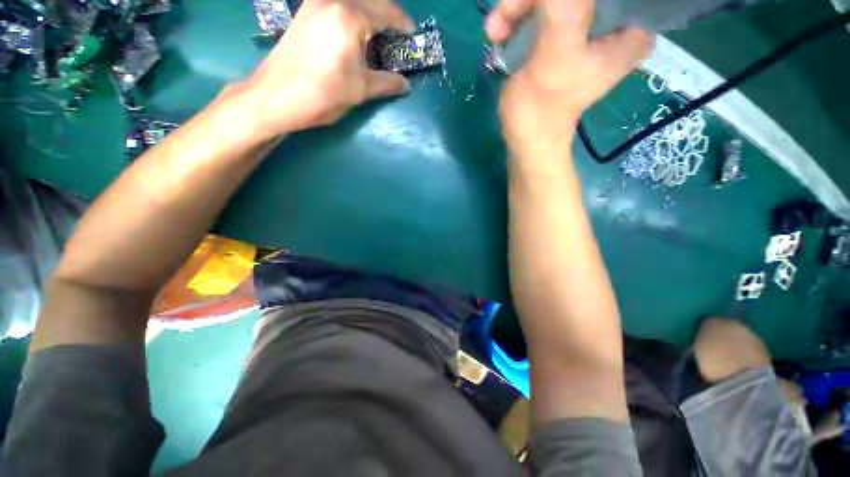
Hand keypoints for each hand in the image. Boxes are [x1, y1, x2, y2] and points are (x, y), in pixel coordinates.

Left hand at [232, 0, 414, 138]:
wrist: (277, 96)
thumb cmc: (323, 93)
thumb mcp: (361, 90)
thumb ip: (387, 83)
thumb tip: (405, 85)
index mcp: (350, 16)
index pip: (387, 11)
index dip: (403, 23)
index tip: (412, 35)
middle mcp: (333, 0)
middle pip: (370, 1)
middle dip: (387, 16)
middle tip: (396, 36)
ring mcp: (315, 3)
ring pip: (351, 2)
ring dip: (368, 14)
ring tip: (376, 36)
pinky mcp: (304, 12)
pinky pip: (336, 6)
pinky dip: (350, 15)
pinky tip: (353, 33)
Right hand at [487, 0, 652, 157]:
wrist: (525, 136)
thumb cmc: (542, 105)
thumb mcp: (557, 53)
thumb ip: (564, 7)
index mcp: (628, 29)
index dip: (570, 1)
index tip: (545, 8)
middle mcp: (611, 26)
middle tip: (509, 10)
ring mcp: (583, 32)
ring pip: (554, 0)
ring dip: (520, 6)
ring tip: (496, 27)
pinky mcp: (560, 40)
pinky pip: (542, 11)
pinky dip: (518, 16)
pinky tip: (500, 32)